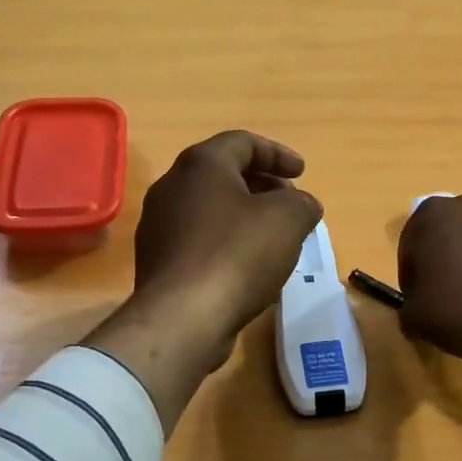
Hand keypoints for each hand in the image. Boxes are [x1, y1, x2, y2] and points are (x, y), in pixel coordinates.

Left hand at [86, 132, 321, 429]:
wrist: (183, 318)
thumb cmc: (237, 255)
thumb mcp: (288, 220)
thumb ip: (302, 204)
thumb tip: (303, 205)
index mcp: (201, 165)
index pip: (242, 143)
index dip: (277, 154)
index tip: (302, 173)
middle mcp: (171, 187)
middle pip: (222, 174)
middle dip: (261, 185)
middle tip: (290, 202)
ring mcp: (159, 226)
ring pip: (209, 209)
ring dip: (244, 216)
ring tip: (274, 237)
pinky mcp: (157, 262)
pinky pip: (198, 241)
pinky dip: (226, 243)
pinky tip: (248, 268)